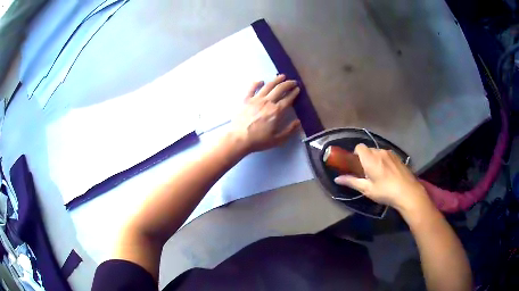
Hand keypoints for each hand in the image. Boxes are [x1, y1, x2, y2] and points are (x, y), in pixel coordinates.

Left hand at [230, 74, 300, 153]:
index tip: (298, 89)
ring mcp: (256, 99)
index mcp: (277, 111)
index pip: (288, 99)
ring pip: (268, 86)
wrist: (239, 138)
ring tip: (281, 76)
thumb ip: (289, 130)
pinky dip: (257, 83)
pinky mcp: (246, 100)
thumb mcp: (278, 139)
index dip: (294, 93)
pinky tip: (261, 81)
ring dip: (276, 80)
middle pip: (280, 89)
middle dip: (288, 83)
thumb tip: (298, 122)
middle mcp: (268, 102)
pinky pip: (252, 88)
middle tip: (293, 81)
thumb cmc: (259, 140)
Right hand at [334, 144, 430, 213]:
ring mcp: (391, 153)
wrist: (408, 192)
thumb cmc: (385, 191)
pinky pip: (387, 155)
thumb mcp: (367, 189)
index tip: (356, 166)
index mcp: (370, 158)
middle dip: (365, 158)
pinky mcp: (398, 157)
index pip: (358, 147)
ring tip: (378, 174)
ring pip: (378, 153)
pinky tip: (388, 174)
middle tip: (366, 173)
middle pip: (368, 150)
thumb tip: (336, 179)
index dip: (355, 154)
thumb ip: (351, 181)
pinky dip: (384, 161)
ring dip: (375, 160)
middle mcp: (380, 152)